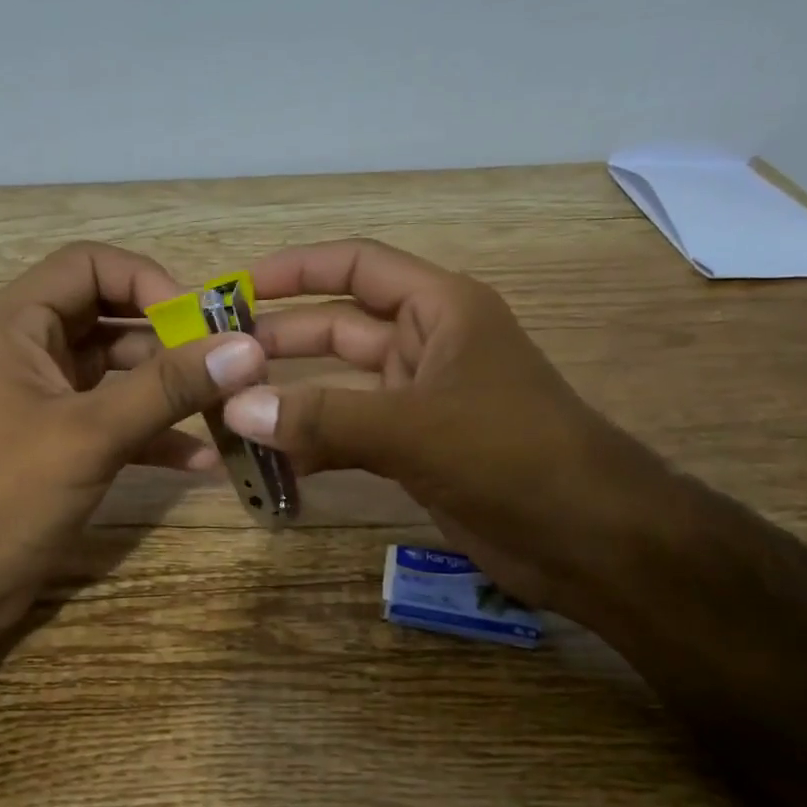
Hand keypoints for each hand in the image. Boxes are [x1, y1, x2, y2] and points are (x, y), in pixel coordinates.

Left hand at [0, 243, 266, 641]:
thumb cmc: (5, 497)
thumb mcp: (91, 435)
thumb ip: (168, 388)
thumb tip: (246, 348)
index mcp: (15, 324)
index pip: (89, 264)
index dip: (148, 281)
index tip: (199, 322)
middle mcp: (29, 348)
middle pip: (111, 314)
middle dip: (170, 337)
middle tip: (227, 361)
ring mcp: (45, 396)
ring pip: (120, 369)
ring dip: (170, 386)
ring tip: (227, 406)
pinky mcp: (61, 439)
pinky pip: (117, 416)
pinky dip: (155, 432)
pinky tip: (201, 459)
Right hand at [221, 239, 670, 622]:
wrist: (590, 539)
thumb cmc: (513, 455)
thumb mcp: (415, 426)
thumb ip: (324, 416)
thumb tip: (237, 408)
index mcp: (441, 309)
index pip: (357, 267)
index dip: (297, 269)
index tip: (236, 288)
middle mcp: (428, 345)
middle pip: (338, 328)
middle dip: (279, 342)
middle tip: (215, 361)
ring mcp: (420, 401)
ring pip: (339, 388)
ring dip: (290, 400)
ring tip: (229, 415)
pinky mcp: (416, 451)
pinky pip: (350, 435)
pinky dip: (314, 447)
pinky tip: (274, 466)